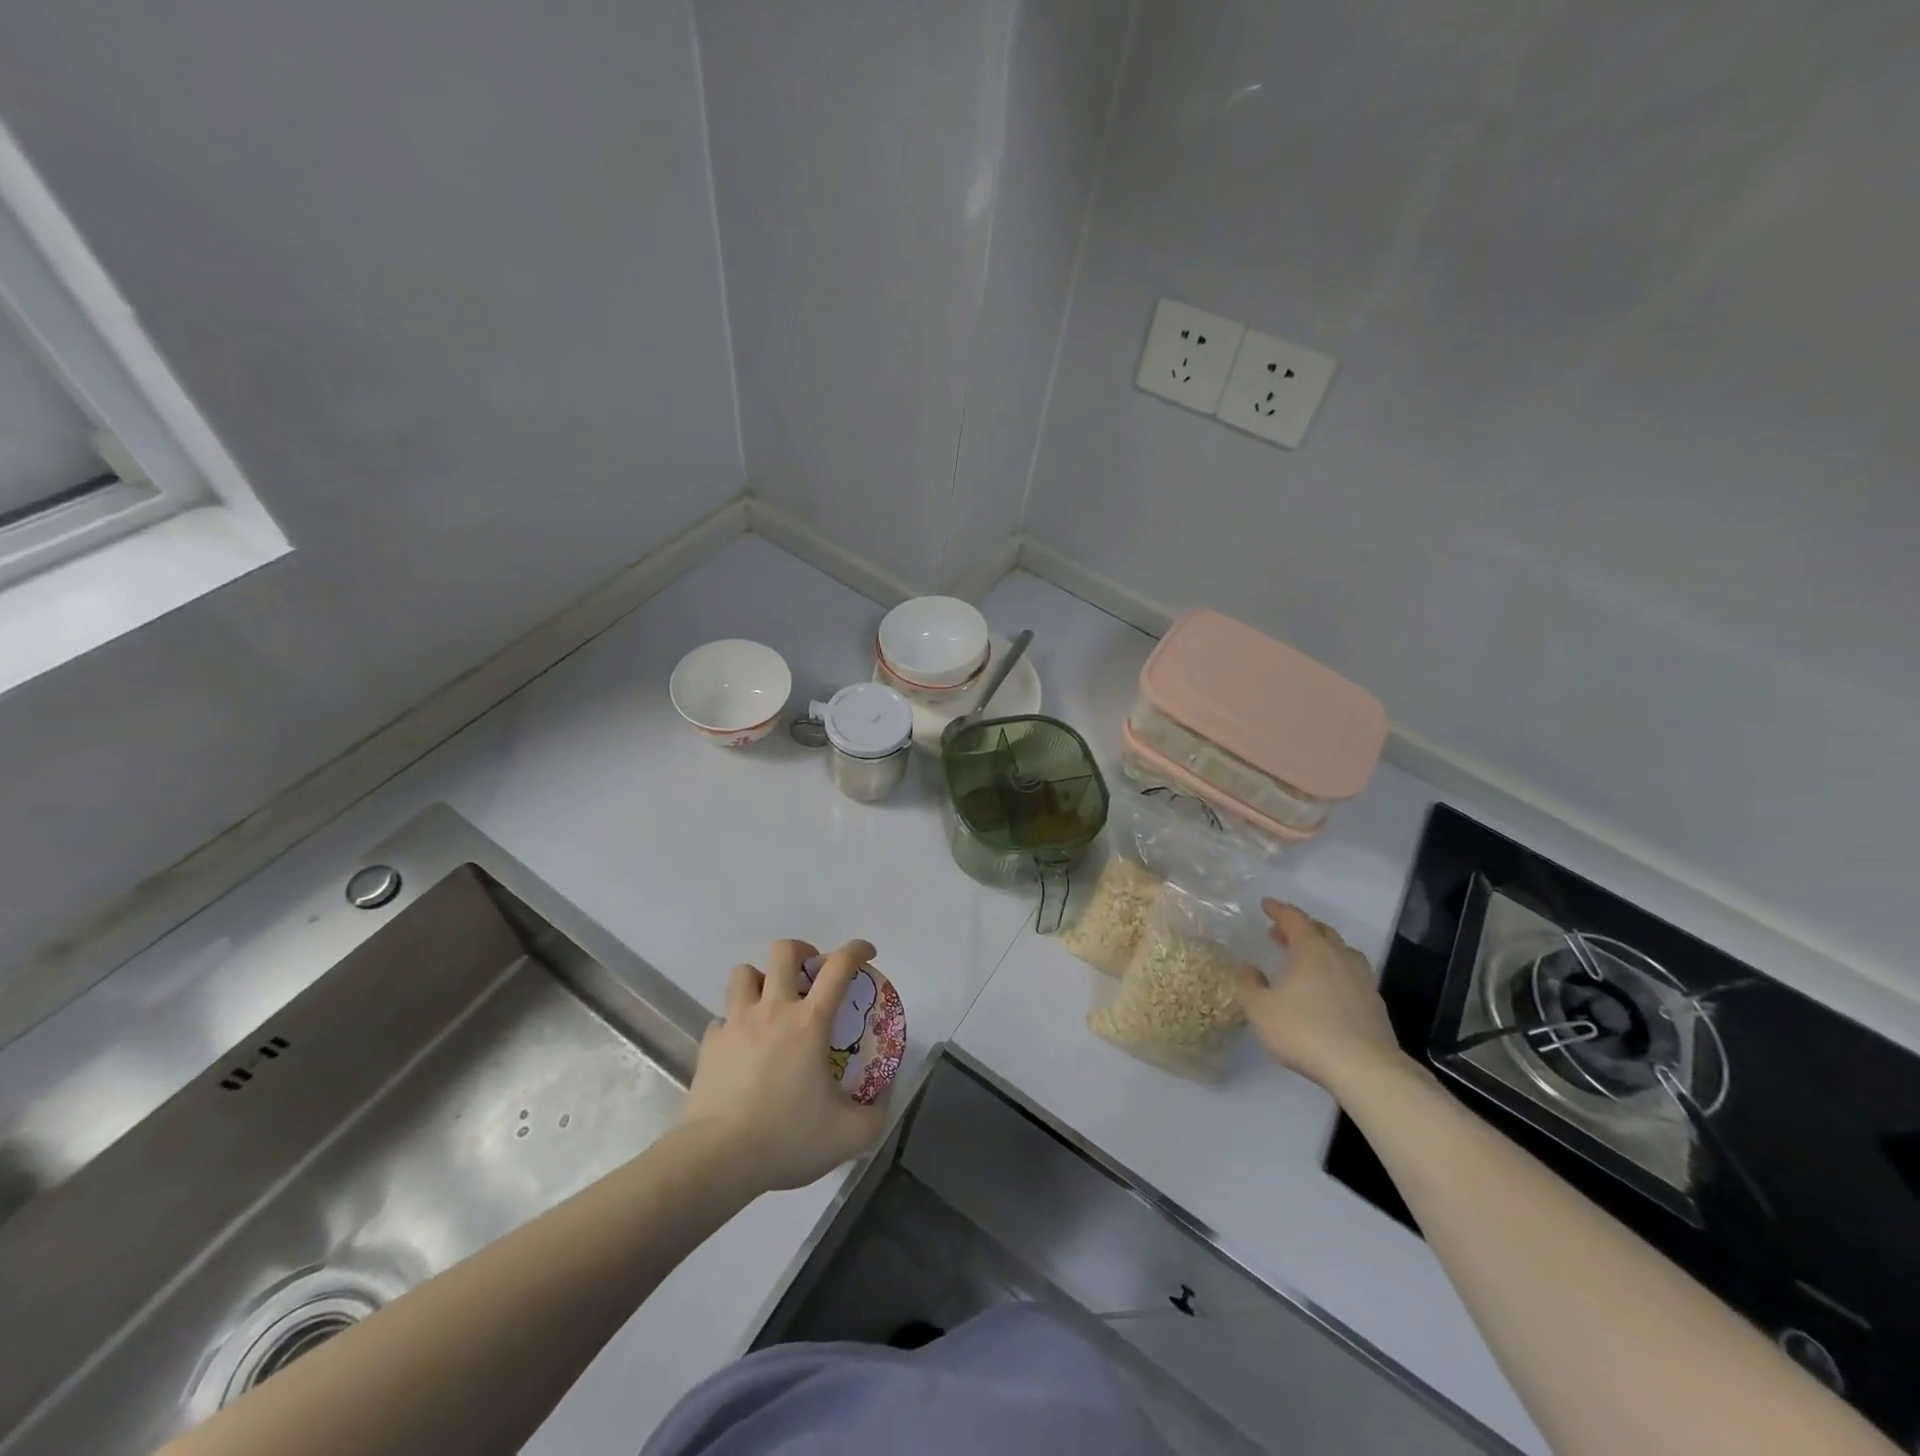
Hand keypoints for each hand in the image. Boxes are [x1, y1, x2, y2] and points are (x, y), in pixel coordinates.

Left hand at [681, 938, 885, 1193]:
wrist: (716, 1159)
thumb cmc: (786, 1138)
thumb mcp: (849, 1135)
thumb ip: (875, 1113)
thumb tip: (884, 1096)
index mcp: (810, 1022)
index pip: (839, 967)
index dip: (857, 950)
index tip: (867, 953)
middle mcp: (773, 1010)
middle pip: (783, 951)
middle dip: (801, 951)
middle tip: (810, 973)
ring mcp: (736, 1023)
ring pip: (744, 973)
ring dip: (761, 979)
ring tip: (771, 1002)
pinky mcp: (709, 1044)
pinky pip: (723, 1016)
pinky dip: (735, 1021)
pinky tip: (743, 1044)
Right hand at [1235, 901, 1405, 1095]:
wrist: (1365, 1068)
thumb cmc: (1305, 1031)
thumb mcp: (1260, 1009)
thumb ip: (1249, 984)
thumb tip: (1247, 967)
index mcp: (1311, 949)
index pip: (1294, 918)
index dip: (1279, 909)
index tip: (1266, 904)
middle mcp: (1339, 956)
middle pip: (1321, 931)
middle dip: (1300, 927)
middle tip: (1281, 931)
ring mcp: (1362, 979)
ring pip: (1341, 951)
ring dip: (1321, 948)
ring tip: (1306, 958)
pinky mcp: (1375, 1003)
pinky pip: (1352, 974)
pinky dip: (1336, 971)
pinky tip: (1328, 989)